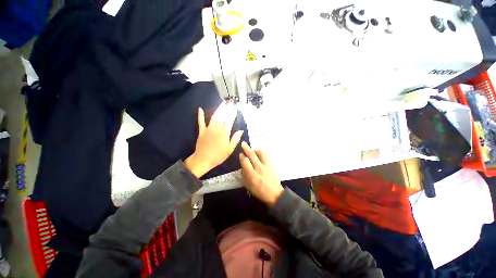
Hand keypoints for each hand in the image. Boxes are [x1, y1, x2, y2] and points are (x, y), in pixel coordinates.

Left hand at [185, 103, 243, 177]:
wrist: (203, 160)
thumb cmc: (218, 155)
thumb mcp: (230, 149)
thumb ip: (235, 139)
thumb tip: (241, 131)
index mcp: (224, 133)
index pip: (229, 121)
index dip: (232, 114)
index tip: (235, 109)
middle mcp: (217, 128)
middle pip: (222, 117)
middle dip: (226, 109)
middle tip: (229, 104)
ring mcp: (208, 129)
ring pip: (214, 117)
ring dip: (218, 110)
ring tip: (222, 104)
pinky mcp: (201, 131)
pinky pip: (201, 122)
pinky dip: (200, 115)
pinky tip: (200, 109)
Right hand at [239, 142, 283, 206]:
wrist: (275, 194)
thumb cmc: (260, 192)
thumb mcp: (248, 186)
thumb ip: (244, 175)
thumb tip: (243, 166)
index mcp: (252, 175)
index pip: (245, 161)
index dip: (242, 156)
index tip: (241, 155)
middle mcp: (259, 168)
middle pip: (252, 155)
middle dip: (246, 148)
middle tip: (243, 144)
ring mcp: (267, 165)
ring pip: (261, 153)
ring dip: (255, 150)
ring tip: (253, 151)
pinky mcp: (271, 165)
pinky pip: (266, 155)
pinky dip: (261, 153)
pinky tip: (259, 154)